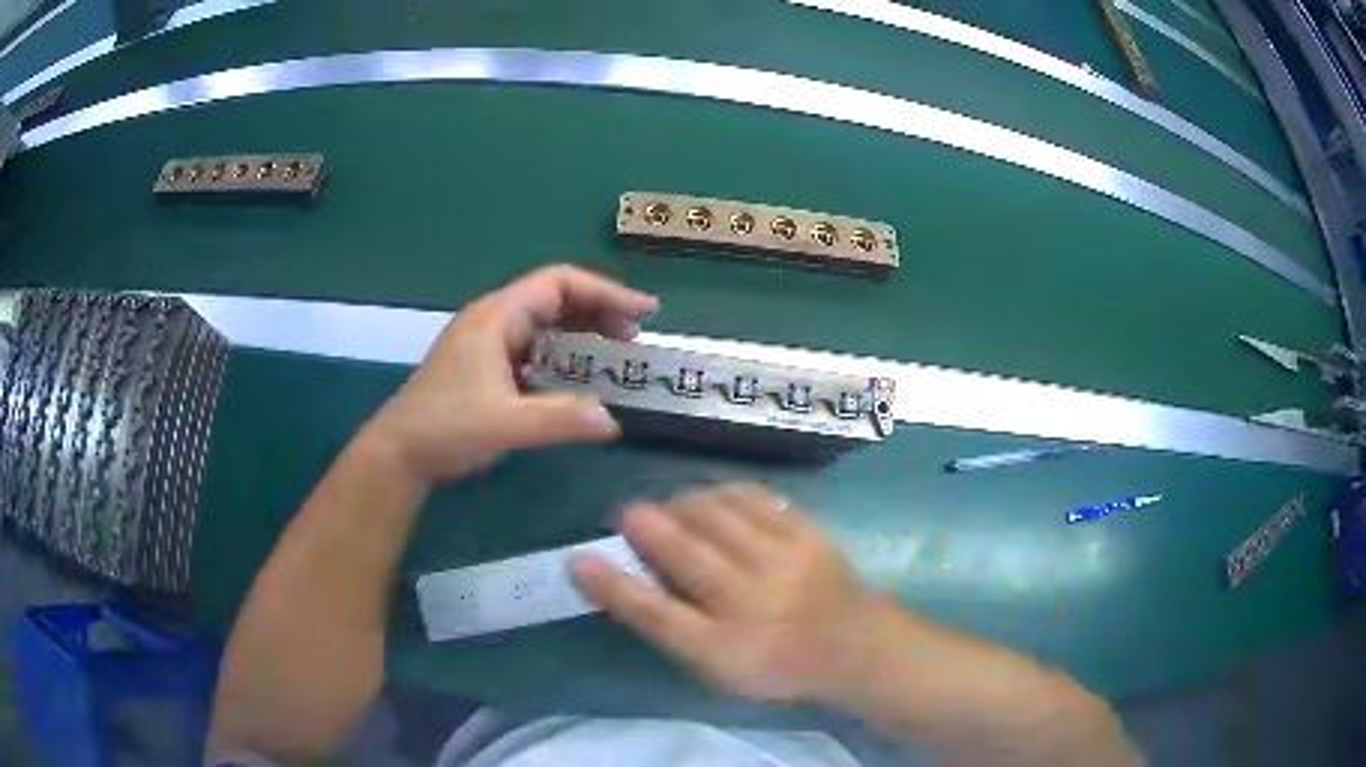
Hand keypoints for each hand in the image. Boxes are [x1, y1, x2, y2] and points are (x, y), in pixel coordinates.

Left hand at [366, 265, 658, 482]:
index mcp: (496, 317)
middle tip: (634, 337)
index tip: (644, 312)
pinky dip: (562, 354)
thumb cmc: (445, 429)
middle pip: (554, 297)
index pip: (559, 283)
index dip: (606, 292)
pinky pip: (533, 347)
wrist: (398, 453)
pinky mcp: (484, 365)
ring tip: (615, 352)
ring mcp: (487, 342)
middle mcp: (493, 320)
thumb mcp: (507, 425)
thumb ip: (561, 420)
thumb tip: (613, 421)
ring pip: (544, 323)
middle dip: (598, 310)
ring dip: (582, 332)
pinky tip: (578, 376)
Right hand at [571, 484, 879, 704]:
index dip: (613, 586)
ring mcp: (785, 563)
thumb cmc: (774, 663)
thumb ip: (668, 627)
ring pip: (716, 515)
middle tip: (628, 515)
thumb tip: (620, 584)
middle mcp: (752, 603)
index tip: (580, 559)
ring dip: (682, 504)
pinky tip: (713, 499)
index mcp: (725, 648)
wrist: (852, 646)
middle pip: (684, 552)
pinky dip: (723, 493)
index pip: (658, 616)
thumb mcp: (716, 665)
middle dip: (645, 524)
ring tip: (672, 509)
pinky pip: (754, 498)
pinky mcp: (808, 533)